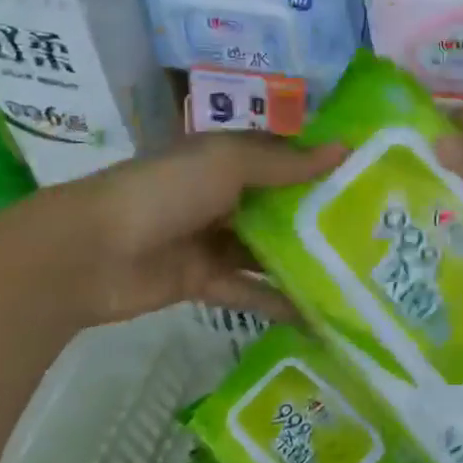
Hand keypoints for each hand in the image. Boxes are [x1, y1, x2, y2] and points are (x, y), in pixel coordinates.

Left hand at [10, 132, 344, 325]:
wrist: (88, 252)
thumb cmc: (166, 190)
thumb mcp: (229, 163)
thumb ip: (286, 162)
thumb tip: (345, 148)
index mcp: (227, 156)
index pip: (285, 157)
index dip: (322, 165)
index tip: (370, 176)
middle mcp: (223, 193)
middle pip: (279, 204)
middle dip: (319, 215)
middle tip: (374, 231)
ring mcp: (212, 237)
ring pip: (267, 248)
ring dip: (303, 260)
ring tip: (355, 274)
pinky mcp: (201, 280)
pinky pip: (248, 289)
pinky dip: (277, 300)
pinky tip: (317, 314)